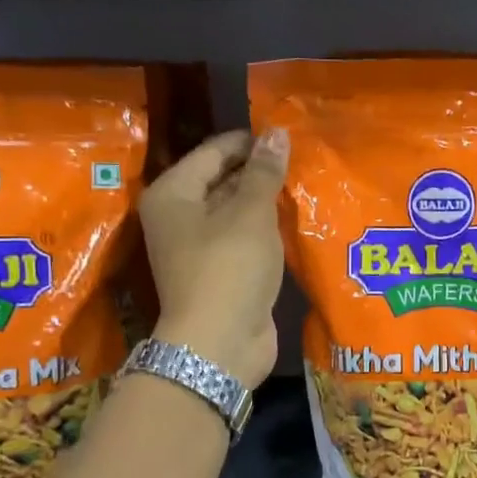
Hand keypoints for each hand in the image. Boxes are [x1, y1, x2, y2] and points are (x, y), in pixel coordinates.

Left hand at [140, 128, 287, 388]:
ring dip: (265, 202)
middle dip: (259, 172)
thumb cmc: (229, 268)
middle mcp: (178, 218)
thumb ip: (264, 172)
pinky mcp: (219, 273)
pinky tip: (294, 221)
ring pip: (235, 212)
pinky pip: (243, 240)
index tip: (287, 135)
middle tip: (301, 159)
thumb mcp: (250, 213)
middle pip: (221, 181)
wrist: (219, 345)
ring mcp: (197, 248)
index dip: (249, 142)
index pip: (213, 152)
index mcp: (172, 194)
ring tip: (304, 184)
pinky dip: (265, 231)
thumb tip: (277, 133)